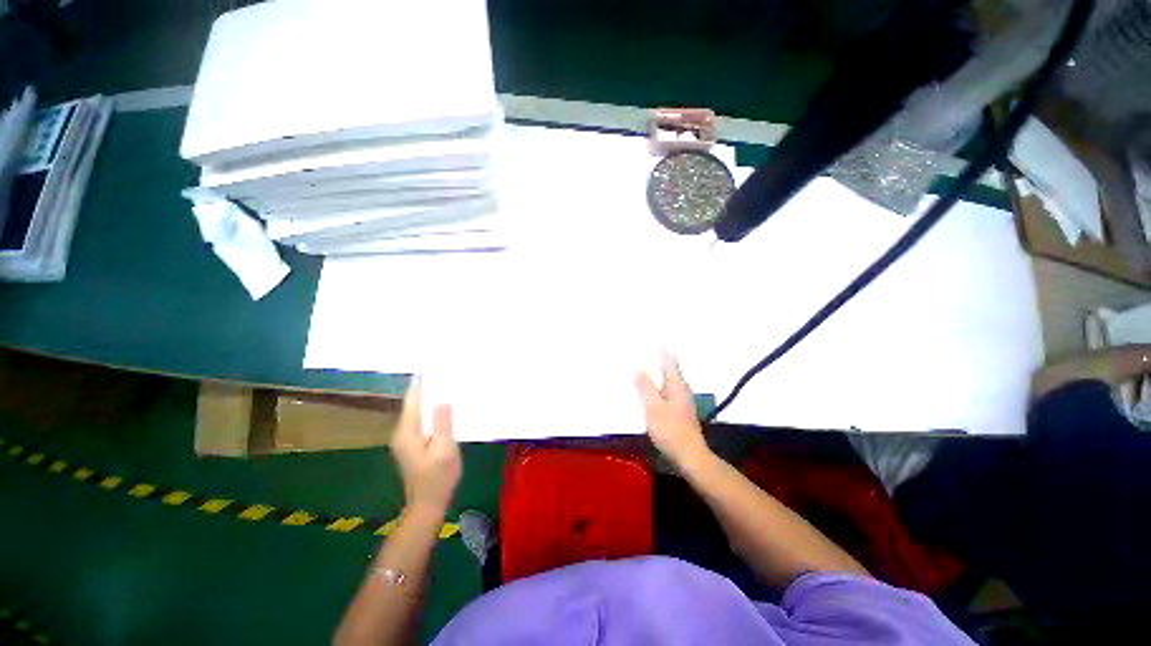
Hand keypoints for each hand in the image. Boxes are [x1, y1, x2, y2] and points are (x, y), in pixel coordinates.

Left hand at [389, 377, 461, 514]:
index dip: (422, 382)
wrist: (428, 504)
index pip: (413, 399)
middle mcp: (403, 432)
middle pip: (415, 403)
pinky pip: (423, 420)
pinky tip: (446, 407)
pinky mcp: (414, 444)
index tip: (433, 366)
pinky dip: (433, 411)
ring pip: (419, 411)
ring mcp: (407, 439)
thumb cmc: (437, 477)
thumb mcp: (444, 449)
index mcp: (407, 431)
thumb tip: (443, 398)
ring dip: (432, 399)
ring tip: (449, 384)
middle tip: (447, 372)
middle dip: (429, 387)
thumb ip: (442, 423)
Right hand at [636, 352, 710, 468]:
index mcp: (676, 385)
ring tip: (646, 367)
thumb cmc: (670, 429)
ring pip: (668, 383)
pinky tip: (650, 391)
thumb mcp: (653, 407)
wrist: (689, 456)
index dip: (664, 350)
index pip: (670, 362)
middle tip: (648, 350)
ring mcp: (681, 403)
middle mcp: (681, 390)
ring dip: (658, 374)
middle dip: (661, 360)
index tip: (660, 338)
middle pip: (670, 371)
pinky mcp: (679, 413)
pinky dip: (658, 388)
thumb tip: (637, 366)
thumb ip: (645, 386)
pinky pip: (666, 393)